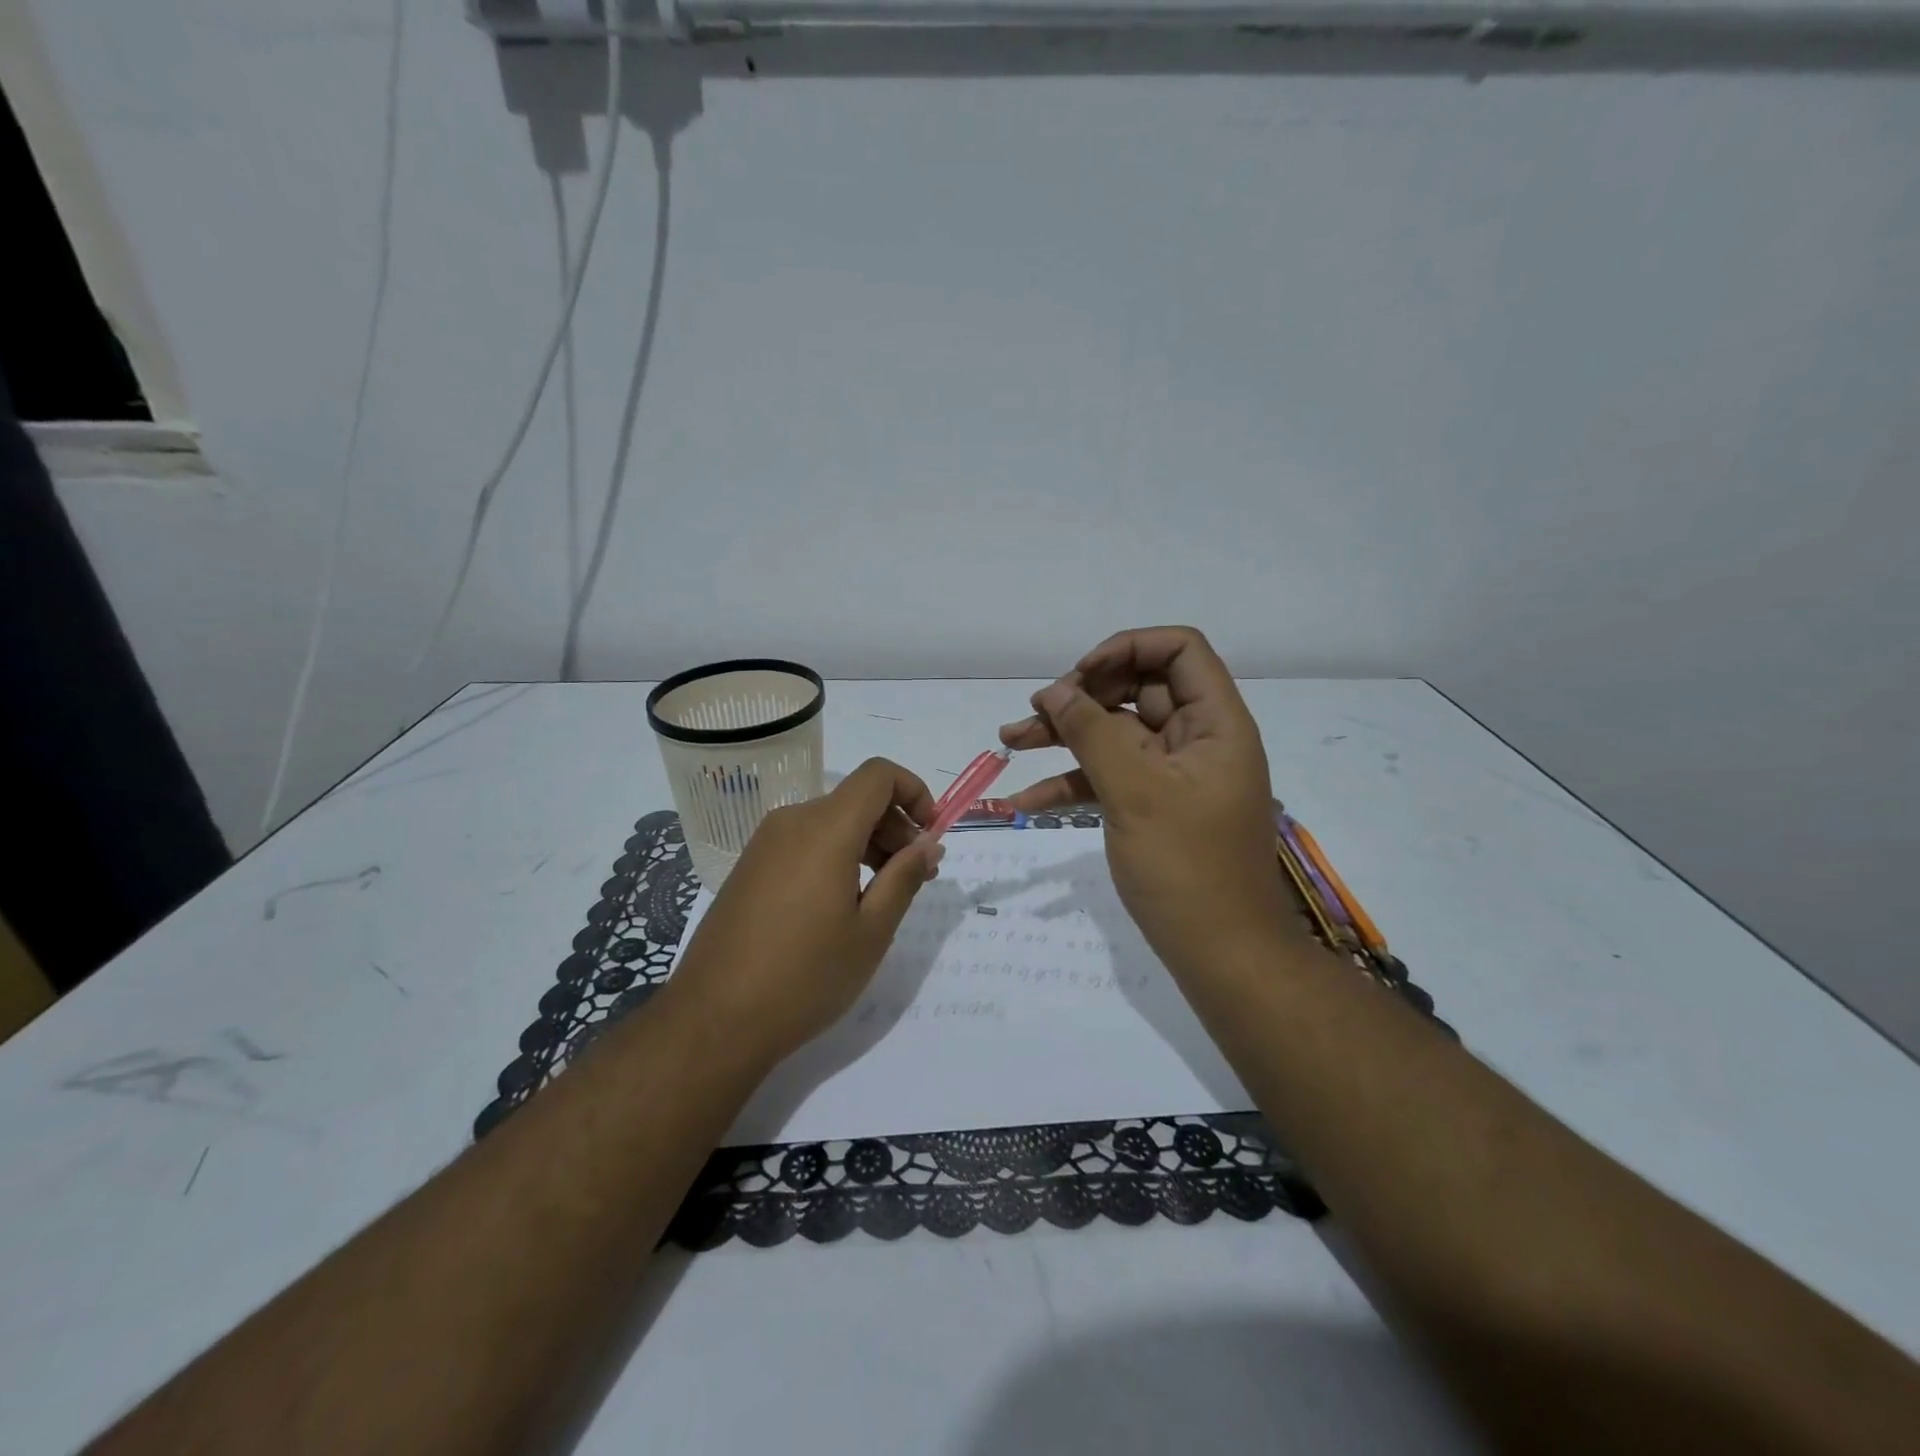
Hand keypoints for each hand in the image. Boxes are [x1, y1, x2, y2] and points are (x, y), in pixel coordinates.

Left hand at [667, 758, 943, 1065]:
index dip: (914, 792)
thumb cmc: (804, 976)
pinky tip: (841, 905)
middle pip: (856, 799)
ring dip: (867, 844)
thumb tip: (928, 843)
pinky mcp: (749, 867)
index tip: (931, 835)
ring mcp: (764, 844)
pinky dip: (836, 856)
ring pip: (831, 822)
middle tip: (916, 876)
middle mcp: (792, 822)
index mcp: (826, 828)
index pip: (879, 775)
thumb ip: (904, 877)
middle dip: (895, 826)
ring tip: (883, 896)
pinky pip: (805, 843)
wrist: (713, 1020)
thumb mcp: (870, 931)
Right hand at [1000, 627, 1297, 973]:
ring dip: (1065, 735)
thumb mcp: (1134, 792)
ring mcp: (1172, 775)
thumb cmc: (1187, 868)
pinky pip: (1109, 777)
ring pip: (1115, 734)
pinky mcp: (1152, 806)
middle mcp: (1196, 739)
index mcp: (1214, 723)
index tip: (1079, 676)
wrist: (1222, 954)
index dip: (1128, 648)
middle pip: (1138, 689)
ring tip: (1009, 739)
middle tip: (1037, 712)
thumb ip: (1091, 732)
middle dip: (1082, 695)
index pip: (1179, 650)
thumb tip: (1053, 689)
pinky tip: (1025, 801)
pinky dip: (1071, 783)